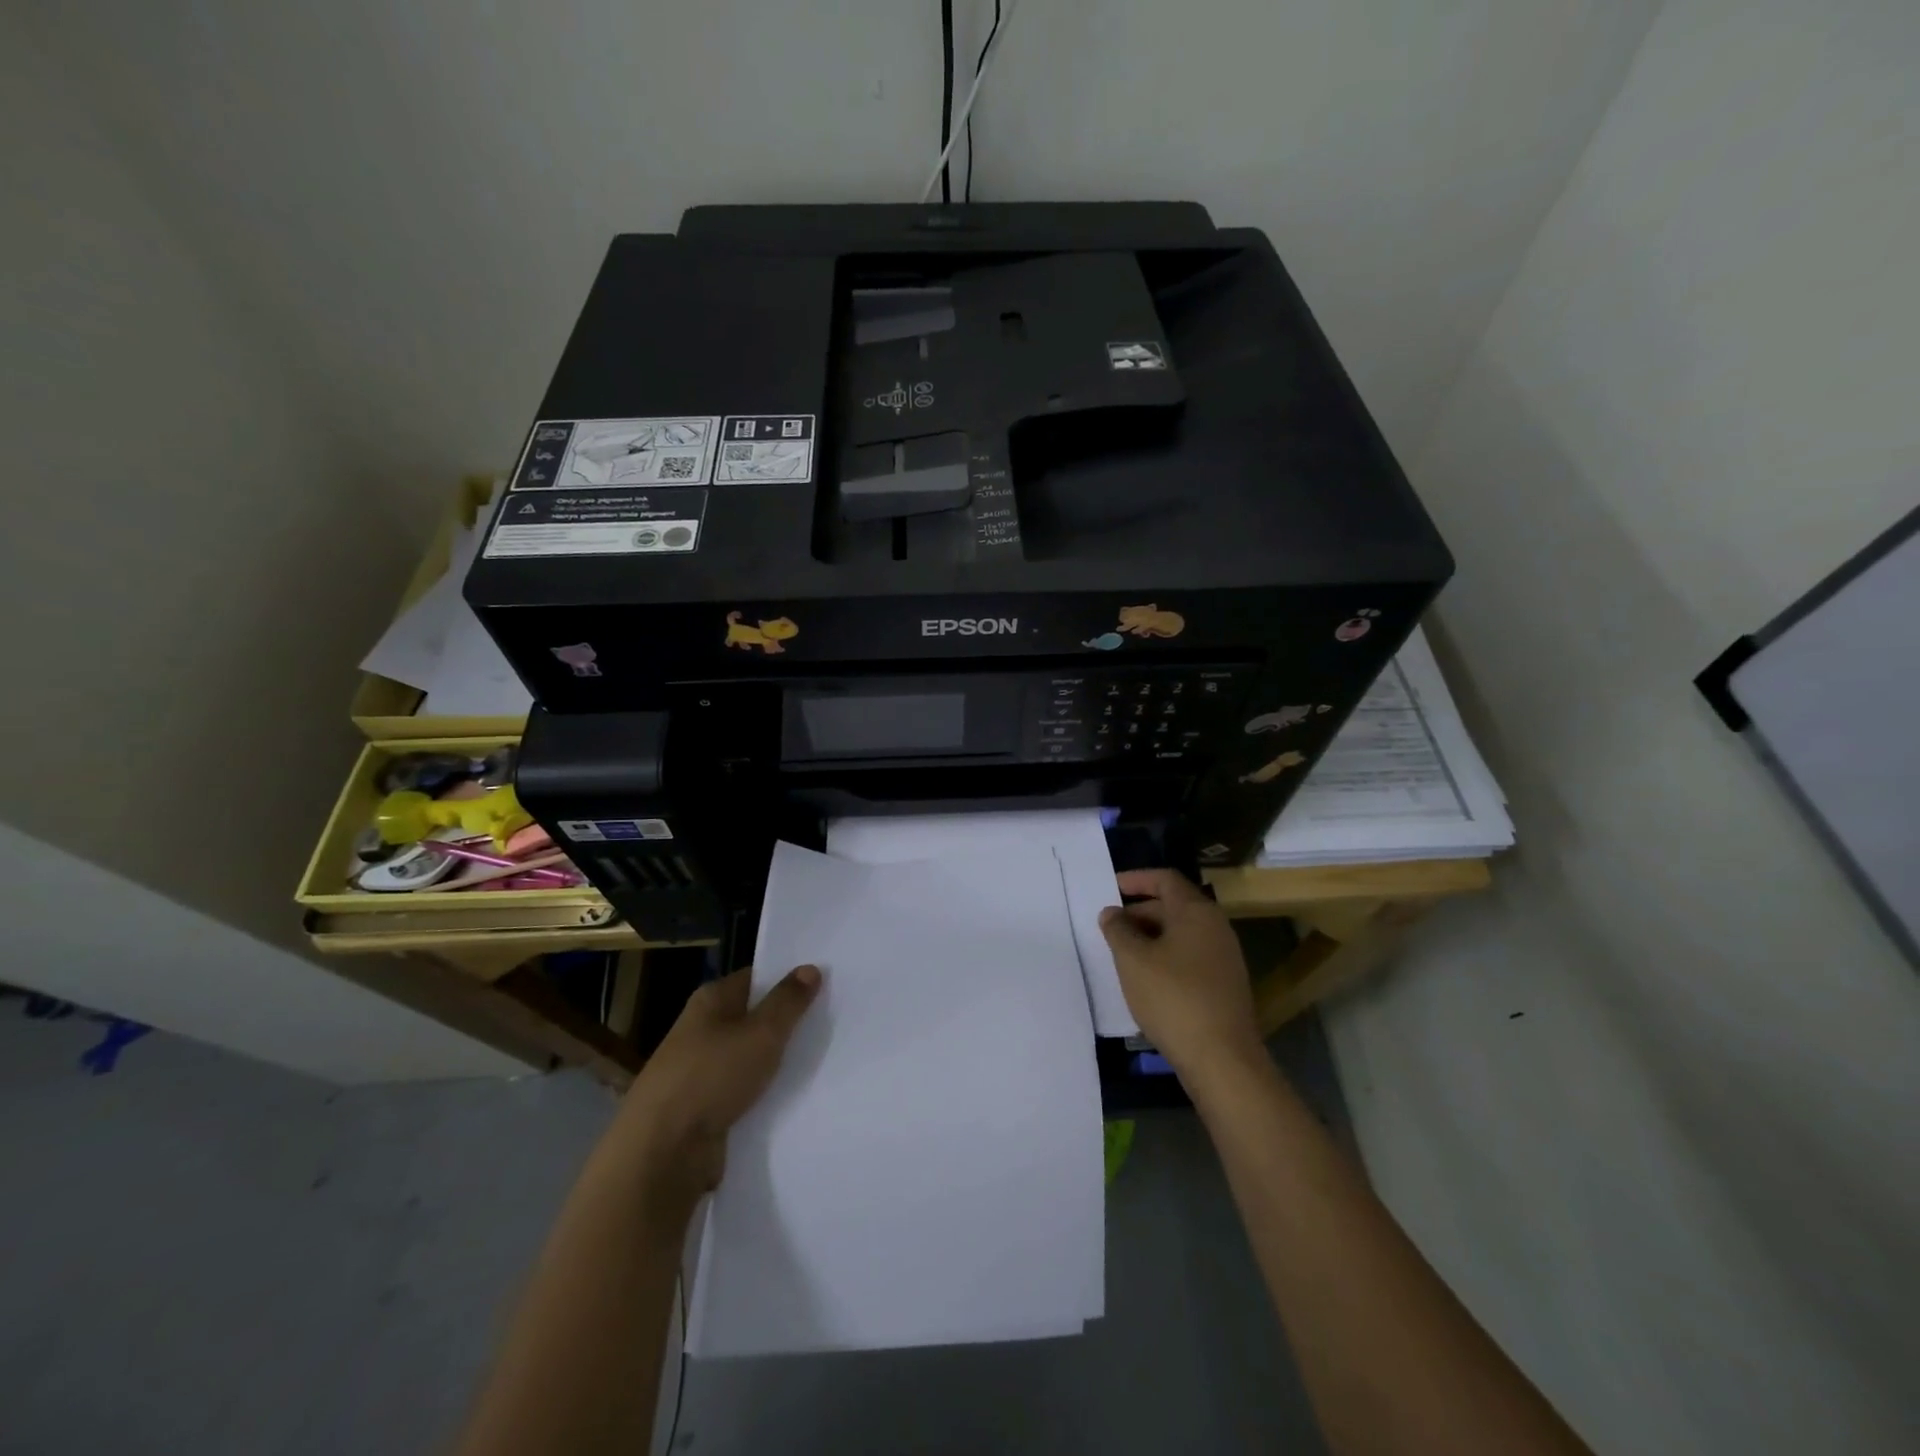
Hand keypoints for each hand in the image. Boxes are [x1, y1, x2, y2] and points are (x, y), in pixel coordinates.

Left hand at [616, 965, 821, 1208]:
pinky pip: (743, 1091)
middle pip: (754, 1017)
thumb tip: (809, 968)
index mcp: (711, 1000)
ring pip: (750, 1057)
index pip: (757, 978)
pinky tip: (795, 1097)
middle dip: (787, 1022)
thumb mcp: (760, 1033)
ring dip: (777, 1062)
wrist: (662, 1153)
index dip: (788, 979)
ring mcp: (701, 1070)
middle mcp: (703, 1029)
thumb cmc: (711, 1077)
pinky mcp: (704, 1108)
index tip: (826, 985)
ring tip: (824, 1060)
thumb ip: (788, 1001)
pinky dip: (764, 1093)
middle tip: (833, 1021)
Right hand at [1100, 869, 1260, 1075]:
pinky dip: (1165, 957)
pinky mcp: (1224, 984)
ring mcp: (1224, 957)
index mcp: (1196, 912)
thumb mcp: (1133, 960)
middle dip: (1139, 912)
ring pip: (1181, 934)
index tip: (1110, 888)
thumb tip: (1112, 912)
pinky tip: (1145, 979)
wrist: (1222, 1058)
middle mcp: (1216, 927)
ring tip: (1122, 954)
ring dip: (1150, 937)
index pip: (1165, 879)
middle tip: (1110, 927)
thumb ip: (1118, 930)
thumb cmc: (1173, 997)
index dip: (1136, 879)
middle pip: (1174, 905)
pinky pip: (1189, 957)